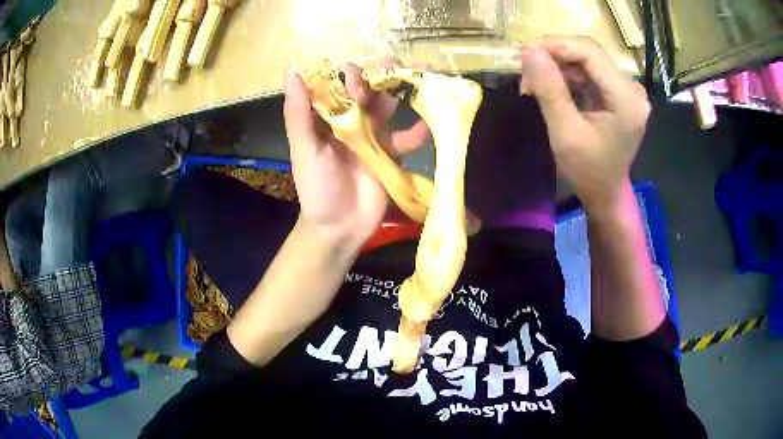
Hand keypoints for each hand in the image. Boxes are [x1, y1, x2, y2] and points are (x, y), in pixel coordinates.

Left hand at [283, 62, 428, 248]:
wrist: (340, 227)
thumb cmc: (317, 188)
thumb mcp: (303, 149)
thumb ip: (298, 112)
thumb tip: (291, 69)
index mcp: (325, 115)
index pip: (338, 81)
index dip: (349, 74)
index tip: (357, 86)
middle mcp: (348, 119)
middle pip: (367, 86)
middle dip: (381, 73)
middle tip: (395, 68)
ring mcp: (371, 134)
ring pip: (388, 104)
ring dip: (403, 90)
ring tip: (422, 77)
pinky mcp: (389, 152)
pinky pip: (404, 137)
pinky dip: (416, 132)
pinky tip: (424, 128)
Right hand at [520, 36, 650, 214]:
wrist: (606, 193)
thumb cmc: (588, 171)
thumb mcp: (565, 133)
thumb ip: (550, 90)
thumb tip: (529, 51)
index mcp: (626, 99)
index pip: (590, 52)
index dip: (556, 45)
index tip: (524, 53)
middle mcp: (632, 88)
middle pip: (589, 53)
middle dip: (554, 56)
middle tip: (525, 71)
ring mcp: (627, 90)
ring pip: (586, 60)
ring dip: (557, 66)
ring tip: (533, 84)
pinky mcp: (618, 93)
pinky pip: (589, 72)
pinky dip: (566, 75)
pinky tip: (551, 87)